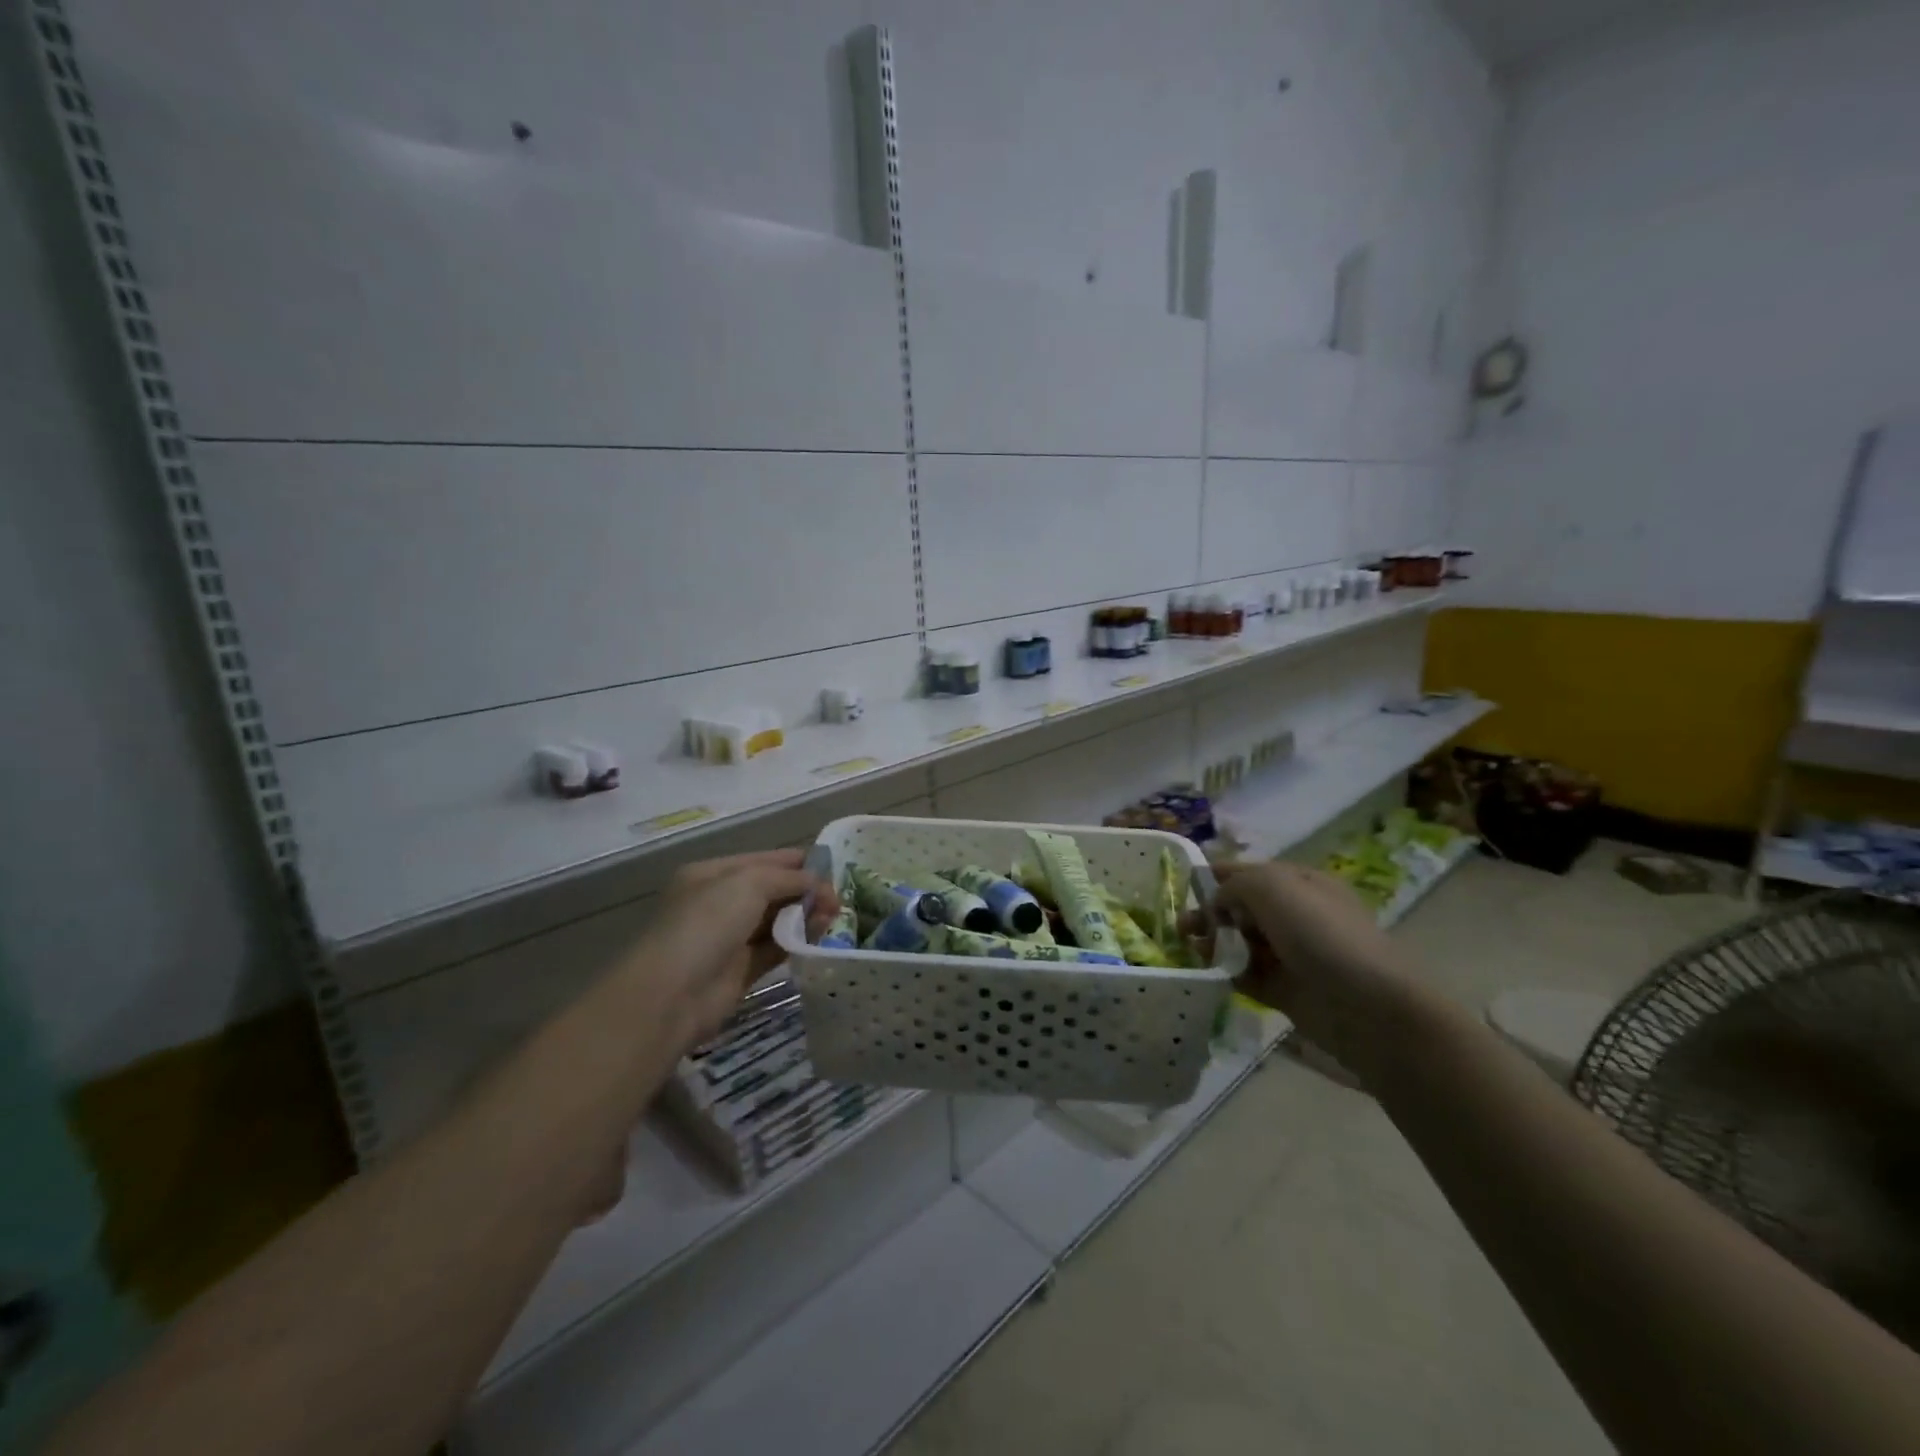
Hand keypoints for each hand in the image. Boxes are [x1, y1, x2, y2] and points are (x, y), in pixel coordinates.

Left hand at [631, 849, 838, 1051]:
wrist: (672, 994)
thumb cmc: (707, 923)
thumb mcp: (749, 883)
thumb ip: (789, 878)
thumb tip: (818, 885)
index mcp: (714, 874)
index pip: (765, 860)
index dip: (799, 863)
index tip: (834, 869)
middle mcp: (721, 901)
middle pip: (774, 889)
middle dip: (806, 890)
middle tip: (838, 899)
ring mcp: (730, 937)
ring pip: (778, 919)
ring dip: (805, 915)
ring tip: (833, 916)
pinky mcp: (742, 969)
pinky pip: (777, 947)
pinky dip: (799, 940)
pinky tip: (820, 935)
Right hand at [1207, 860, 1437, 1086]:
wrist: (1366, 1005)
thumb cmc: (1320, 933)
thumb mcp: (1272, 886)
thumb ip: (1234, 885)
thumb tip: (1217, 904)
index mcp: (1299, 884)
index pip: (1250, 872)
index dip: (1217, 876)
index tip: (1184, 886)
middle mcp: (1295, 915)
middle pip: (1241, 908)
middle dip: (1210, 912)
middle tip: (1182, 926)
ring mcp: (1291, 955)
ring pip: (1240, 942)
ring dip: (1213, 942)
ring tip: (1191, 949)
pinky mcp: (1285, 990)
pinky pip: (1246, 975)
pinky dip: (1225, 972)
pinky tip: (1207, 972)